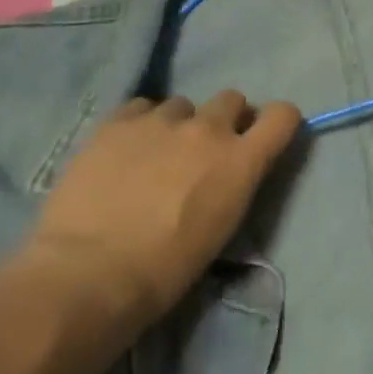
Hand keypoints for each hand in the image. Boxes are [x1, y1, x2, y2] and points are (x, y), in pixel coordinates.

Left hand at [22, 92, 301, 332]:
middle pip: (231, 99)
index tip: (261, 137)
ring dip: (177, 124)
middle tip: (202, 151)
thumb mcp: (221, 227)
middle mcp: (208, 129)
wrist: (89, 275)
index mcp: (241, 161)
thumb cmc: (164, 270)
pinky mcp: (117, 122)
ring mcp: (161, 121)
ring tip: (153, 154)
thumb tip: (226, 171)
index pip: (282, 115)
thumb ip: (233, 184)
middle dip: (223, 120)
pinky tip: (123, 151)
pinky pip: (140, 107)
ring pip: (182, 105)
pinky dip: (139, 124)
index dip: (276, 122)